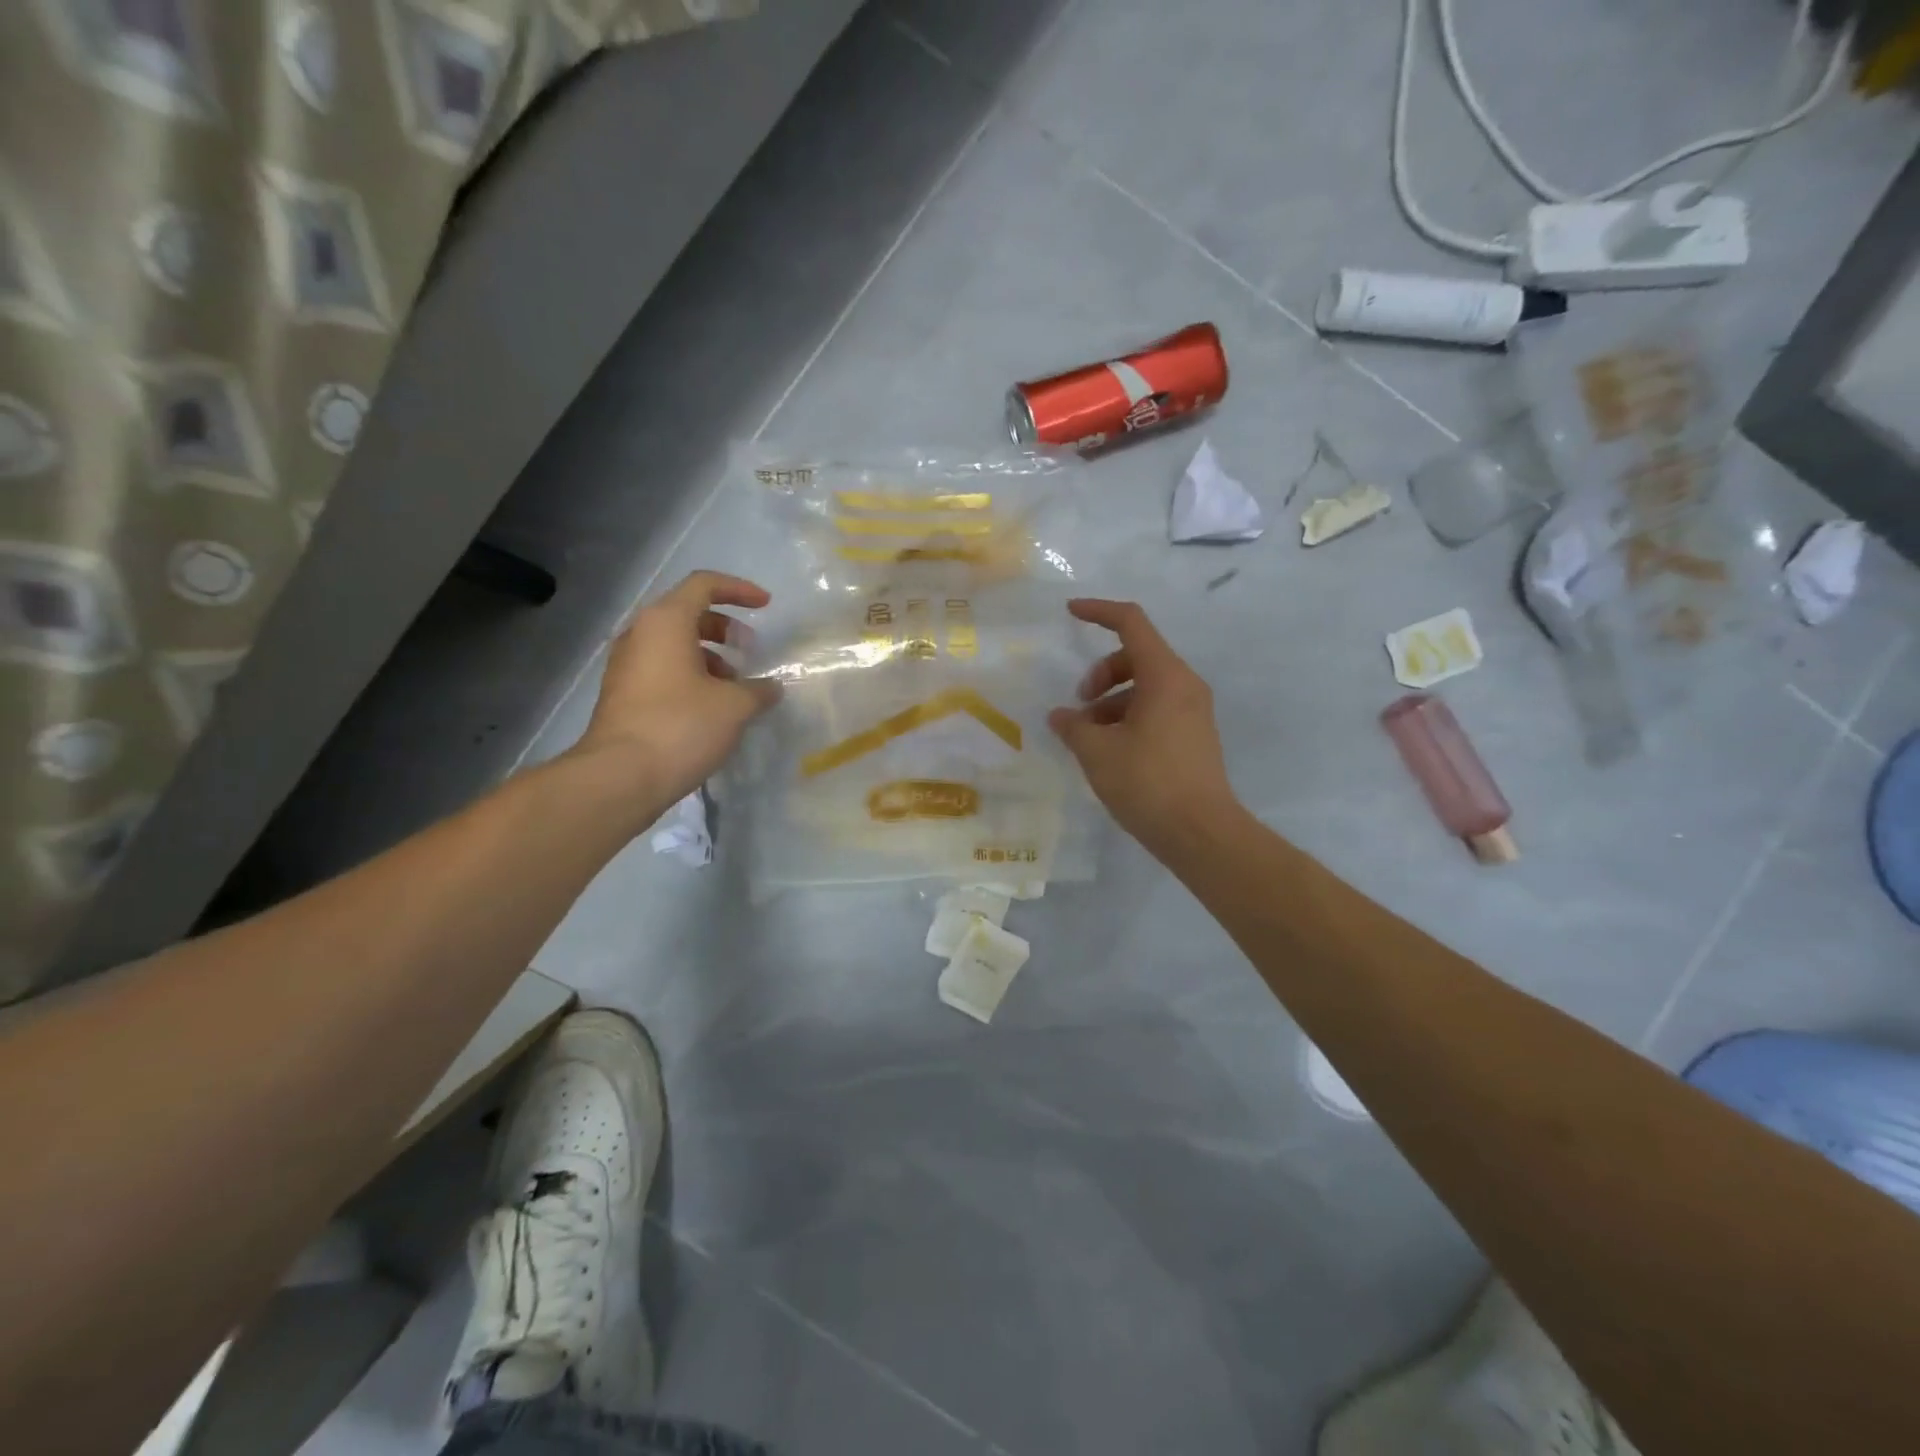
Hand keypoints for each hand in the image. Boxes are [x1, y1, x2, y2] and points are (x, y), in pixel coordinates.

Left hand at [572, 571, 780, 814]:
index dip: (739, 590)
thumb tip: (770, 687)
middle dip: (725, 628)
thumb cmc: (681, 726)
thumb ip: (758, 690)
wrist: (620, 776)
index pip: (704, 585)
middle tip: (750, 651)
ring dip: (709, 657)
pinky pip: (662, 670)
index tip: (766, 606)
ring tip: (735, 687)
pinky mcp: (623, 695)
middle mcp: (640, 634)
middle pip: (687, 614)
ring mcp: (626, 665)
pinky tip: (712, 708)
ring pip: (674, 645)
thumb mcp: (734, 706)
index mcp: (665, 622)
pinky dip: (691, 676)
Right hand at [1049, 599, 1238, 855]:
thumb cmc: (1147, 783)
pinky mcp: (1194, 736)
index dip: (1098, 611)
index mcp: (1165, 676)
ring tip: (1088, 738)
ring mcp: (1193, 711)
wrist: (1201, 833)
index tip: (1069, 612)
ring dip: (1111, 701)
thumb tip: (1060, 716)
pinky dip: (1128, 718)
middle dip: (1100, 673)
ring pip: (1144, 687)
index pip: (1131, 623)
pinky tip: (1109, 751)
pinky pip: (1156, 710)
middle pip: (1136, 657)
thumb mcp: (1098, 752)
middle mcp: (1185, 685)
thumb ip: (1073, 726)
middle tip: (1079, 706)